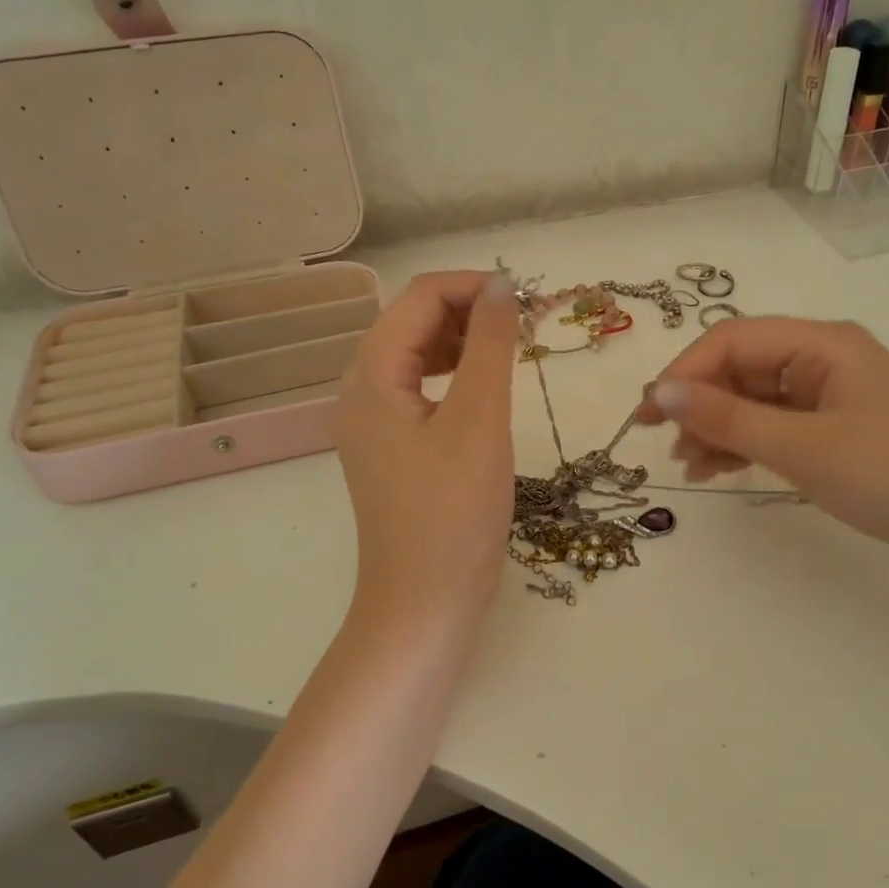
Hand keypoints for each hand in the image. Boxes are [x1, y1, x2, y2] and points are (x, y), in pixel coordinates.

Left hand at [335, 270, 520, 636]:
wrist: (425, 603)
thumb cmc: (453, 512)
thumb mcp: (479, 419)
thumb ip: (490, 345)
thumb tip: (500, 284)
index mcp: (371, 375)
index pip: (418, 297)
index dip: (472, 286)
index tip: (528, 299)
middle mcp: (360, 390)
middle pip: (412, 321)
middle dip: (469, 311)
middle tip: (527, 325)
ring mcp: (373, 422)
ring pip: (416, 355)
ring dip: (463, 342)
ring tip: (512, 352)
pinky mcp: (391, 448)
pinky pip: (419, 390)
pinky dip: (455, 376)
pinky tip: (485, 389)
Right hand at [636, 317, 888, 589]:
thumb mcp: (802, 447)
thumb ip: (728, 417)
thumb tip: (660, 392)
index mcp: (822, 343)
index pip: (732, 340)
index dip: (684, 372)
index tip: (648, 414)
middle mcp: (825, 358)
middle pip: (742, 368)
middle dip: (700, 404)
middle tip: (663, 445)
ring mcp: (832, 395)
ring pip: (755, 399)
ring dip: (718, 427)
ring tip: (689, 467)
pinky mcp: (838, 429)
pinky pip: (776, 425)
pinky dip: (745, 444)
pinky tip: (718, 470)